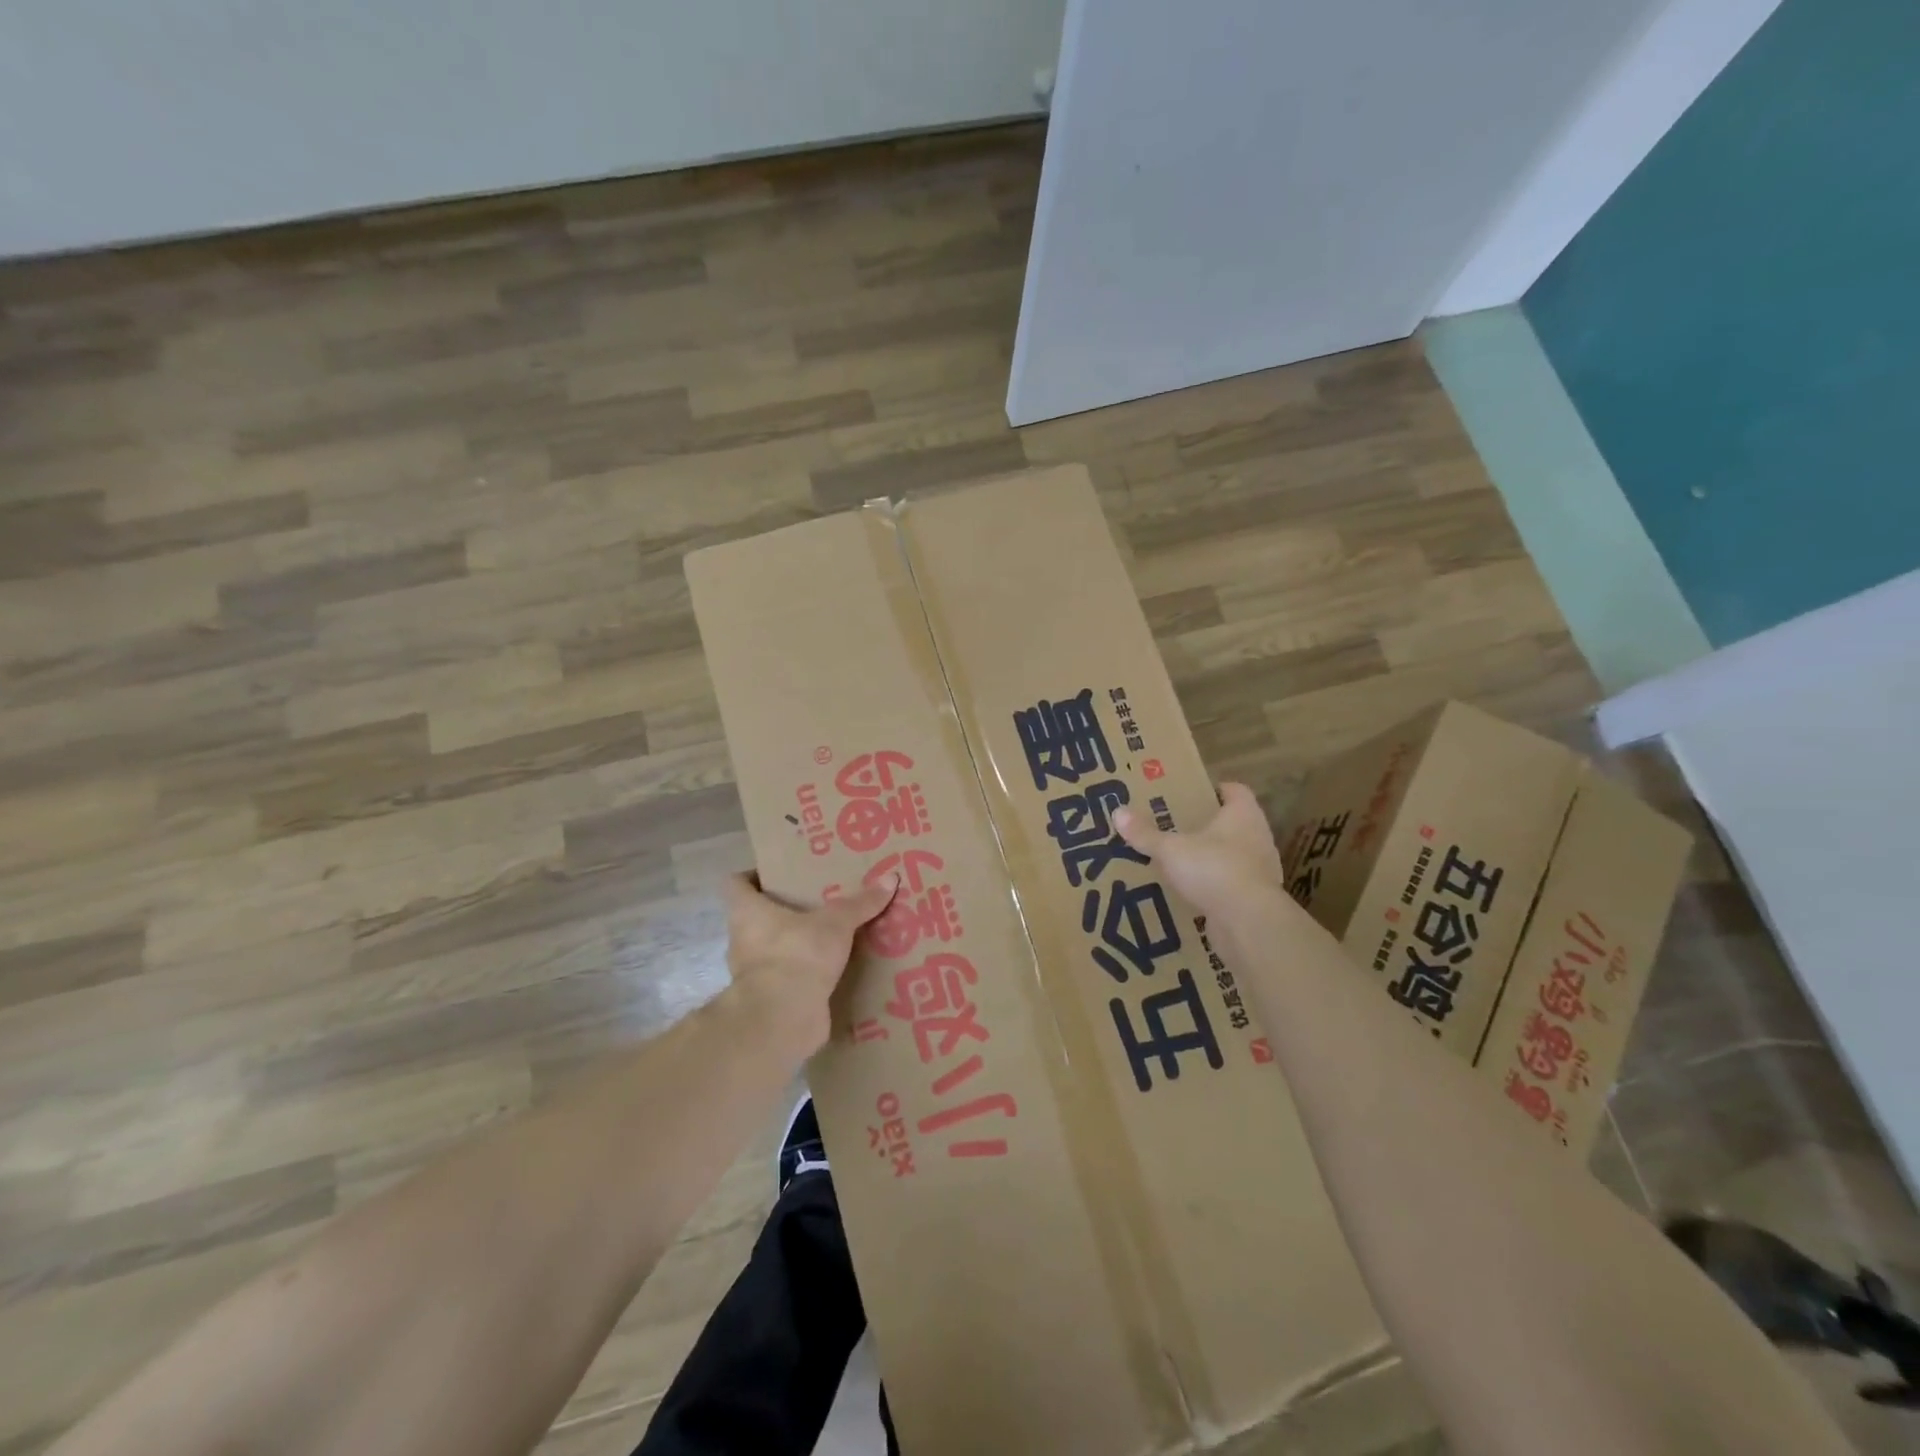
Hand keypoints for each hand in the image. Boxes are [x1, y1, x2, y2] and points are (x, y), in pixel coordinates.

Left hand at [722, 872, 897, 1054]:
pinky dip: (806, 974)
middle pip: (758, 916)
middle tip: (818, 900)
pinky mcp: (770, 1000)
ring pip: (774, 949)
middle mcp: (743, 939)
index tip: (782, 874)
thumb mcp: (836, 923)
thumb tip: (892, 878)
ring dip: (796, 943)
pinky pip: (789, 979)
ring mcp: (754, 973)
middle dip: (785, 910)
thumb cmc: (797, 954)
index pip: (735, 884)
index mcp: (746, 912)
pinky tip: (834, 968)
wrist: (784, 1019)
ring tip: (831, 934)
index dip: (754, 875)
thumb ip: (861, 903)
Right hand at [1115, 782, 1289, 921]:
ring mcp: (1260, 870)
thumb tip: (1117, 812)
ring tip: (1179, 861)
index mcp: (1243, 815)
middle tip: (1175, 827)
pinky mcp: (1255, 899)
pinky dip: (1214, 887)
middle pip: (1233, 823)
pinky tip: (1190, 893)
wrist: (1249, 922)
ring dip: (1211, 858)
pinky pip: (1231, 885)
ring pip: (1233, 855)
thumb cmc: (1213, 869)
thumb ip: (1145, 834)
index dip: (1215, 790)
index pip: (1235, 791)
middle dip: (1207, 826)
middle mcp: (1257, 837)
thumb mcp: (1171, 850)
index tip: (1191, 794)